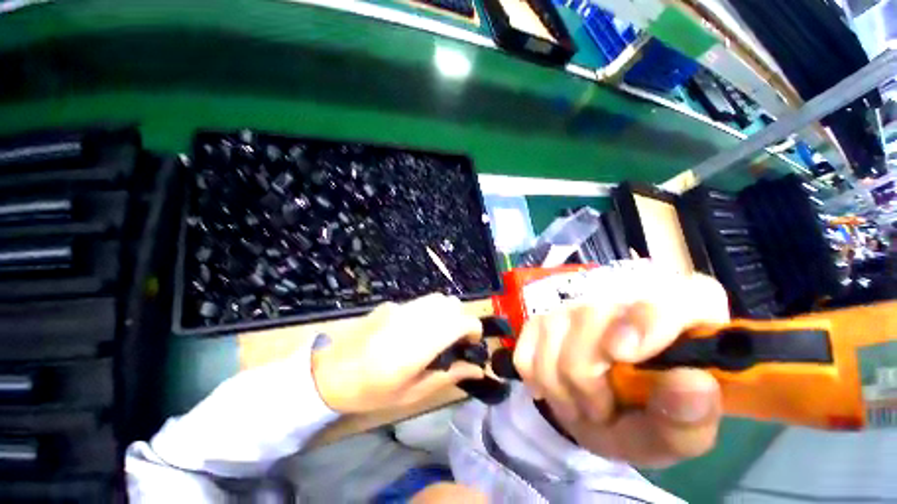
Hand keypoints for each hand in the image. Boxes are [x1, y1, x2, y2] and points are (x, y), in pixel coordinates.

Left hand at [311, 293, 484, 413]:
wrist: (329, 372)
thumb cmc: (372, 391)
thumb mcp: (412, 392)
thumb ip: (448, 376)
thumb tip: (477, 369)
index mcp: (421, 343)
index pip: (462, 320)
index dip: (474, 329)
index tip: (470, 344)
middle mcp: (414, 318)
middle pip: (452, 303)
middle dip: (461, 319)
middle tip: (454, 340)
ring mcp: (401, 307)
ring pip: (437, 298)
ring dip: (446, 312)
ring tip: (437, 333)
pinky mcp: (391, 304)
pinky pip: (420, 302)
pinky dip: (428, 311)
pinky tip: (413, 329)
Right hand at [512, 268, 728, 467]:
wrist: (595, 411)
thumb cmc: (647, 421)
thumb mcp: (677, 436)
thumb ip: (691, 417)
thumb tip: (694, 383)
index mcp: (681, 313)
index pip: (674, 293)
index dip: (646, 319)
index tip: (621, 354)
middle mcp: (622, 295)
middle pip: (590, 316)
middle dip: (586, 377)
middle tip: (599, 410)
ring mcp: (573, 304)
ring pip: (551, 331)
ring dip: (559, 385)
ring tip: (578, 403)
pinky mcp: (540, 317)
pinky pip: (527, 347)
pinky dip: (537, 377)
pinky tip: (555, 387)